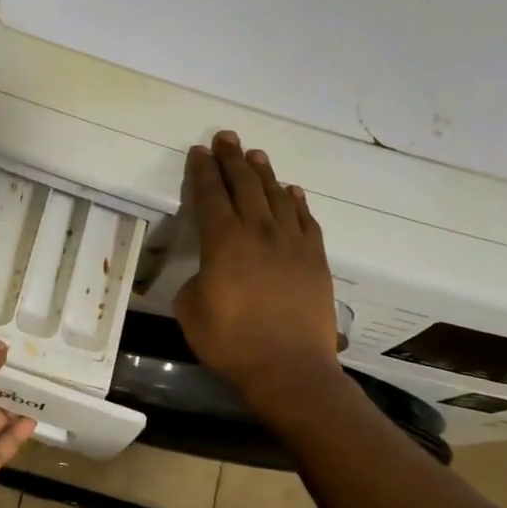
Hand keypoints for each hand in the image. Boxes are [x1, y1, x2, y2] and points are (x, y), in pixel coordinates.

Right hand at [174, 131, 343, 403]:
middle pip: (244, 185)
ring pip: (277, 196)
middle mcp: (259, 232)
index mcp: (223, 241)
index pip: (210, 195)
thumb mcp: (190, 310)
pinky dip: (297, 202)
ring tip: (256, 155)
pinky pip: (306, 221)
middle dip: (232, 159)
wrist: (289, 368)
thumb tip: (209, 272)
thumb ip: (195, 280)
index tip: (198, 152)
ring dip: (264, 173)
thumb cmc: (231, 342)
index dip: (202, 172)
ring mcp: (292, 244)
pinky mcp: (316, 260)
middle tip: (226, 138)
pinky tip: (291, 192)